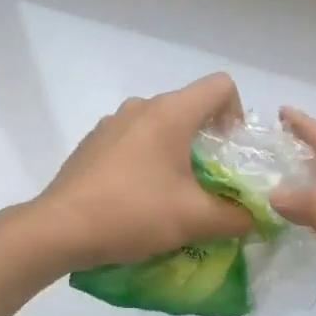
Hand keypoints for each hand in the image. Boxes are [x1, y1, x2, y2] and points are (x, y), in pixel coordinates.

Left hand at [33, 73, 255, 269]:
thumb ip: (236, 216)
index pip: (221, 85)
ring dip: (176, 152)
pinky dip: (147, 160)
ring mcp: (112, 123)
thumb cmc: (132, 213)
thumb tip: (257, 217)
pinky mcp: (93, 143)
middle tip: (211, 182)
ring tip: (174, 194)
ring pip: (160, 125)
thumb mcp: (195, 219)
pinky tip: (139, 197)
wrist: (58, 230)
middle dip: (209, 141)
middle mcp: (141, 106)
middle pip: (190, 107)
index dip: (237, 113)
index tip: (231, 152)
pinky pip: (134, 141)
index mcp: (170, 112)